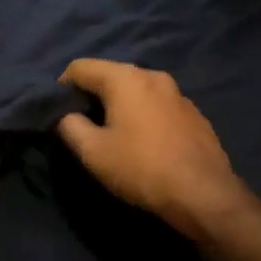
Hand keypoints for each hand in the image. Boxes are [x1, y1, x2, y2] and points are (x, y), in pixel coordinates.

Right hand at [57, 60, 251, 237]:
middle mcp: (153, 76)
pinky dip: (144, 115)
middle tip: (83, 123)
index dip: (62, 86)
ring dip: (120, 105)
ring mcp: (179, 94)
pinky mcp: (195, 114)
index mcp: (125, 78)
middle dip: (93, 94)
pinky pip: (158, 106)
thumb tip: (66, 116)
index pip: (80, 67)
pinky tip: (145, 142)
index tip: (57, 111)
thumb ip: (70, 126)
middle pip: (111, 75)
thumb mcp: (93, 152)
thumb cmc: (141, 168)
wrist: (203, 194)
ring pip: (137, 90)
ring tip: (114, 133)